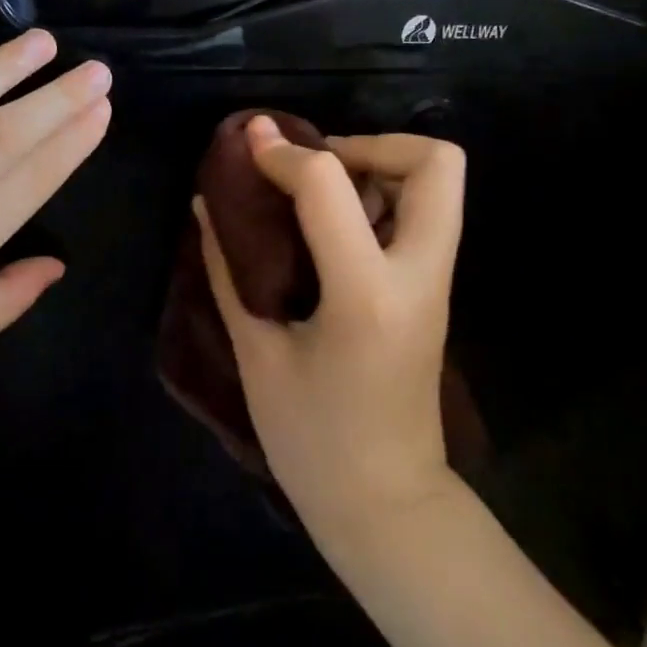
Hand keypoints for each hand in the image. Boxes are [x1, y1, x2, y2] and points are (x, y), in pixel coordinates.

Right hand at [196, 117, 464, 537]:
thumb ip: (229, 272)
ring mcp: (435, 283)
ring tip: (318, 192)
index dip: (282, 154)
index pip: (329, 185)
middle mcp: (417, 275)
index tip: (248, 145)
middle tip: (314, 167)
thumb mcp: (257, 355)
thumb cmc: (311, 441)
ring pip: (439, 183)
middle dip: (371, 143)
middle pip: (435, 162)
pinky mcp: (434, 292)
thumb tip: (206, 207)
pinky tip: (331, 227)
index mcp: (364, 293)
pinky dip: (382, 199)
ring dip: (379, 167)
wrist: (384, 503)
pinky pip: (423, 216)